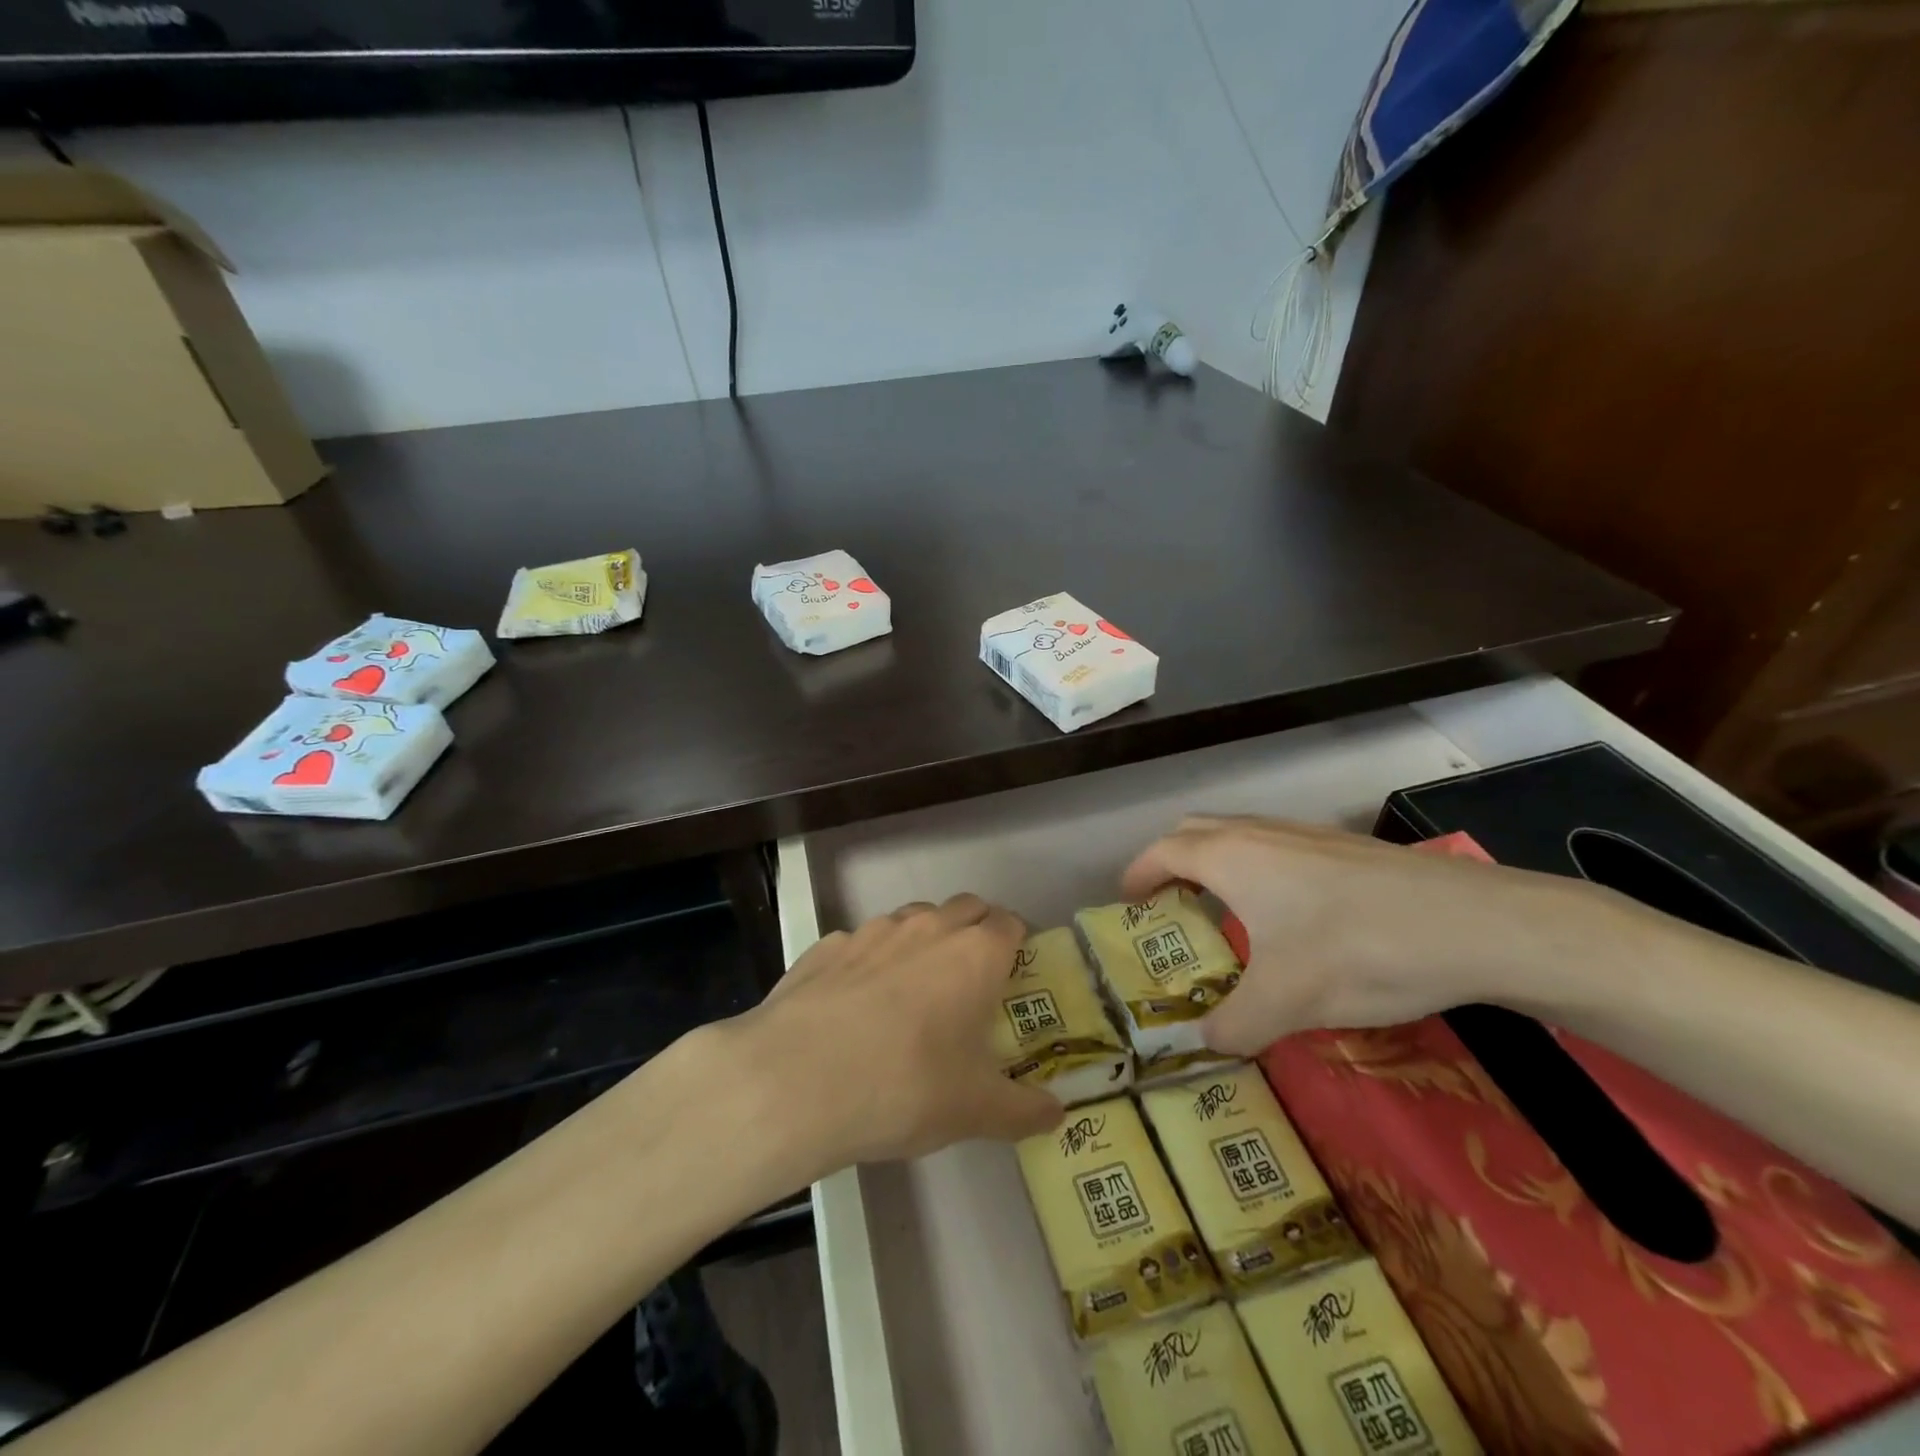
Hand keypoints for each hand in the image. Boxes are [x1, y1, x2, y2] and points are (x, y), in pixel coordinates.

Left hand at [719, 895, 1063, 1180]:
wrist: (795, 1080)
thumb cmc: (905, 1086)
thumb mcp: (974, 1110)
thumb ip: (1023, 1110)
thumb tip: (1057, 1114)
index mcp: (974, 954)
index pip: (1009, 924)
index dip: (1017, 943)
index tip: (1015, 974)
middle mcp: (927, 927)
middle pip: (965, 908)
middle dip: (975, 931)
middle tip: (972, 981)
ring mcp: (872, 931)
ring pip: (912, 919)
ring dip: (923, 941)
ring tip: (912, 992)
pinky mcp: (826, 946)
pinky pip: (861, 943)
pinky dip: (870, 962)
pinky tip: (854, 1006)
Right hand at [1122, 815, 1621, 1054]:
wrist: (1474, 924)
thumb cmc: (1357, 951)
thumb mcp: (1286, 1002)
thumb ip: (1234, 1025)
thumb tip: (1206, 1044)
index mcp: (1230, 858)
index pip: (1163, 852)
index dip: (1138, 874)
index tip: (1127, 901)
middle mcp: (1259, 834)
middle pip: (1195, 831)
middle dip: (1171, 861)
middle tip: (1169, 905)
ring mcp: (1305, 834)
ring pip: (1239, 835)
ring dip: (1217, 863)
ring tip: (1224, 912)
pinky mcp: (1343, 847)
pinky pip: (1276, 846)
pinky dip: (1257, 868)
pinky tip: (1289, 916)